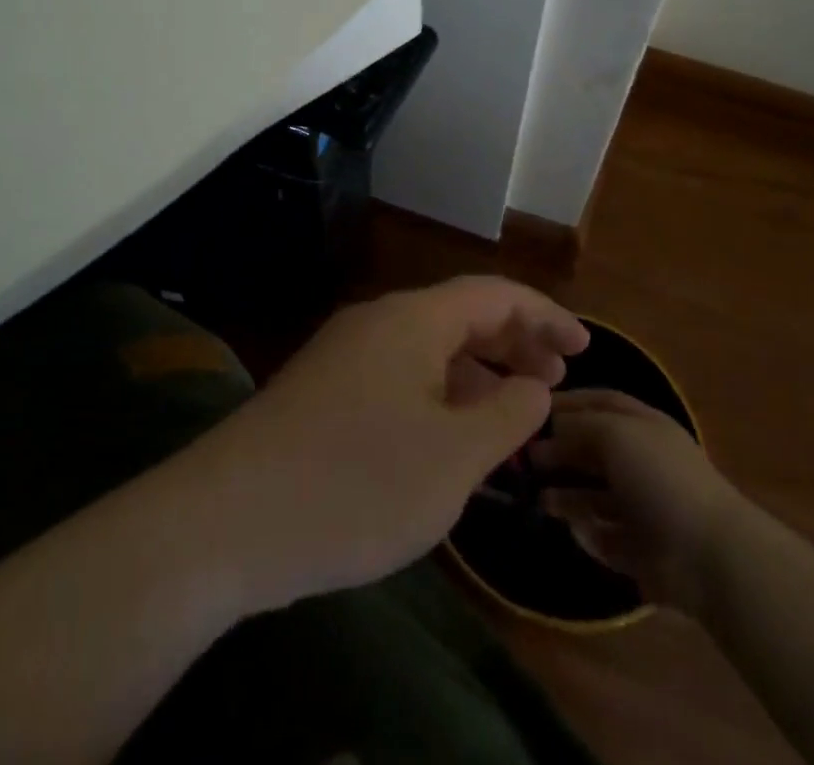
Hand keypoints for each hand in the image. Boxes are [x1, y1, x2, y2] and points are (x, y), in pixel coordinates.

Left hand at [176, 276, 587, 613]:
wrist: (229, 520)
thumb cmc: (356, 484)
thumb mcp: (453, 458)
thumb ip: (506, 414)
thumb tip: (534, 383)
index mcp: (412, 320)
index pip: (493, 294)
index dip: (545, 315)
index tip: (585, 349)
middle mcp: (377, 322)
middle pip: (460, 315)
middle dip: (513, 342)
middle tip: (555, 382)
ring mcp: (345, 355)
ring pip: (428, 348)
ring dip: (476, 372)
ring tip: (513, 415)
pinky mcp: (323, 391)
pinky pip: (399, 375)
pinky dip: (438, 394)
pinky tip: (451, 439)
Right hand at [528, 388, 737, 608]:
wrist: (707, 554)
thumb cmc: (659, 476)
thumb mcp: (613, 432)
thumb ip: (577, 425)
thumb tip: (549, 431)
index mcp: (642, 425)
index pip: (598, 403)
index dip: (566, 403)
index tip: (529, 409)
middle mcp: (640, 460)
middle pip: (591, 448)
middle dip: (559, 450)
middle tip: (524, 458)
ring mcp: (640, 505)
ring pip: (592, 493)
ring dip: (564, 492)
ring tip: (536, 495)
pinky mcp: (637, 547)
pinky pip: (600, 532)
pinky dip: (582, 529)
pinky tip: (566, 525)